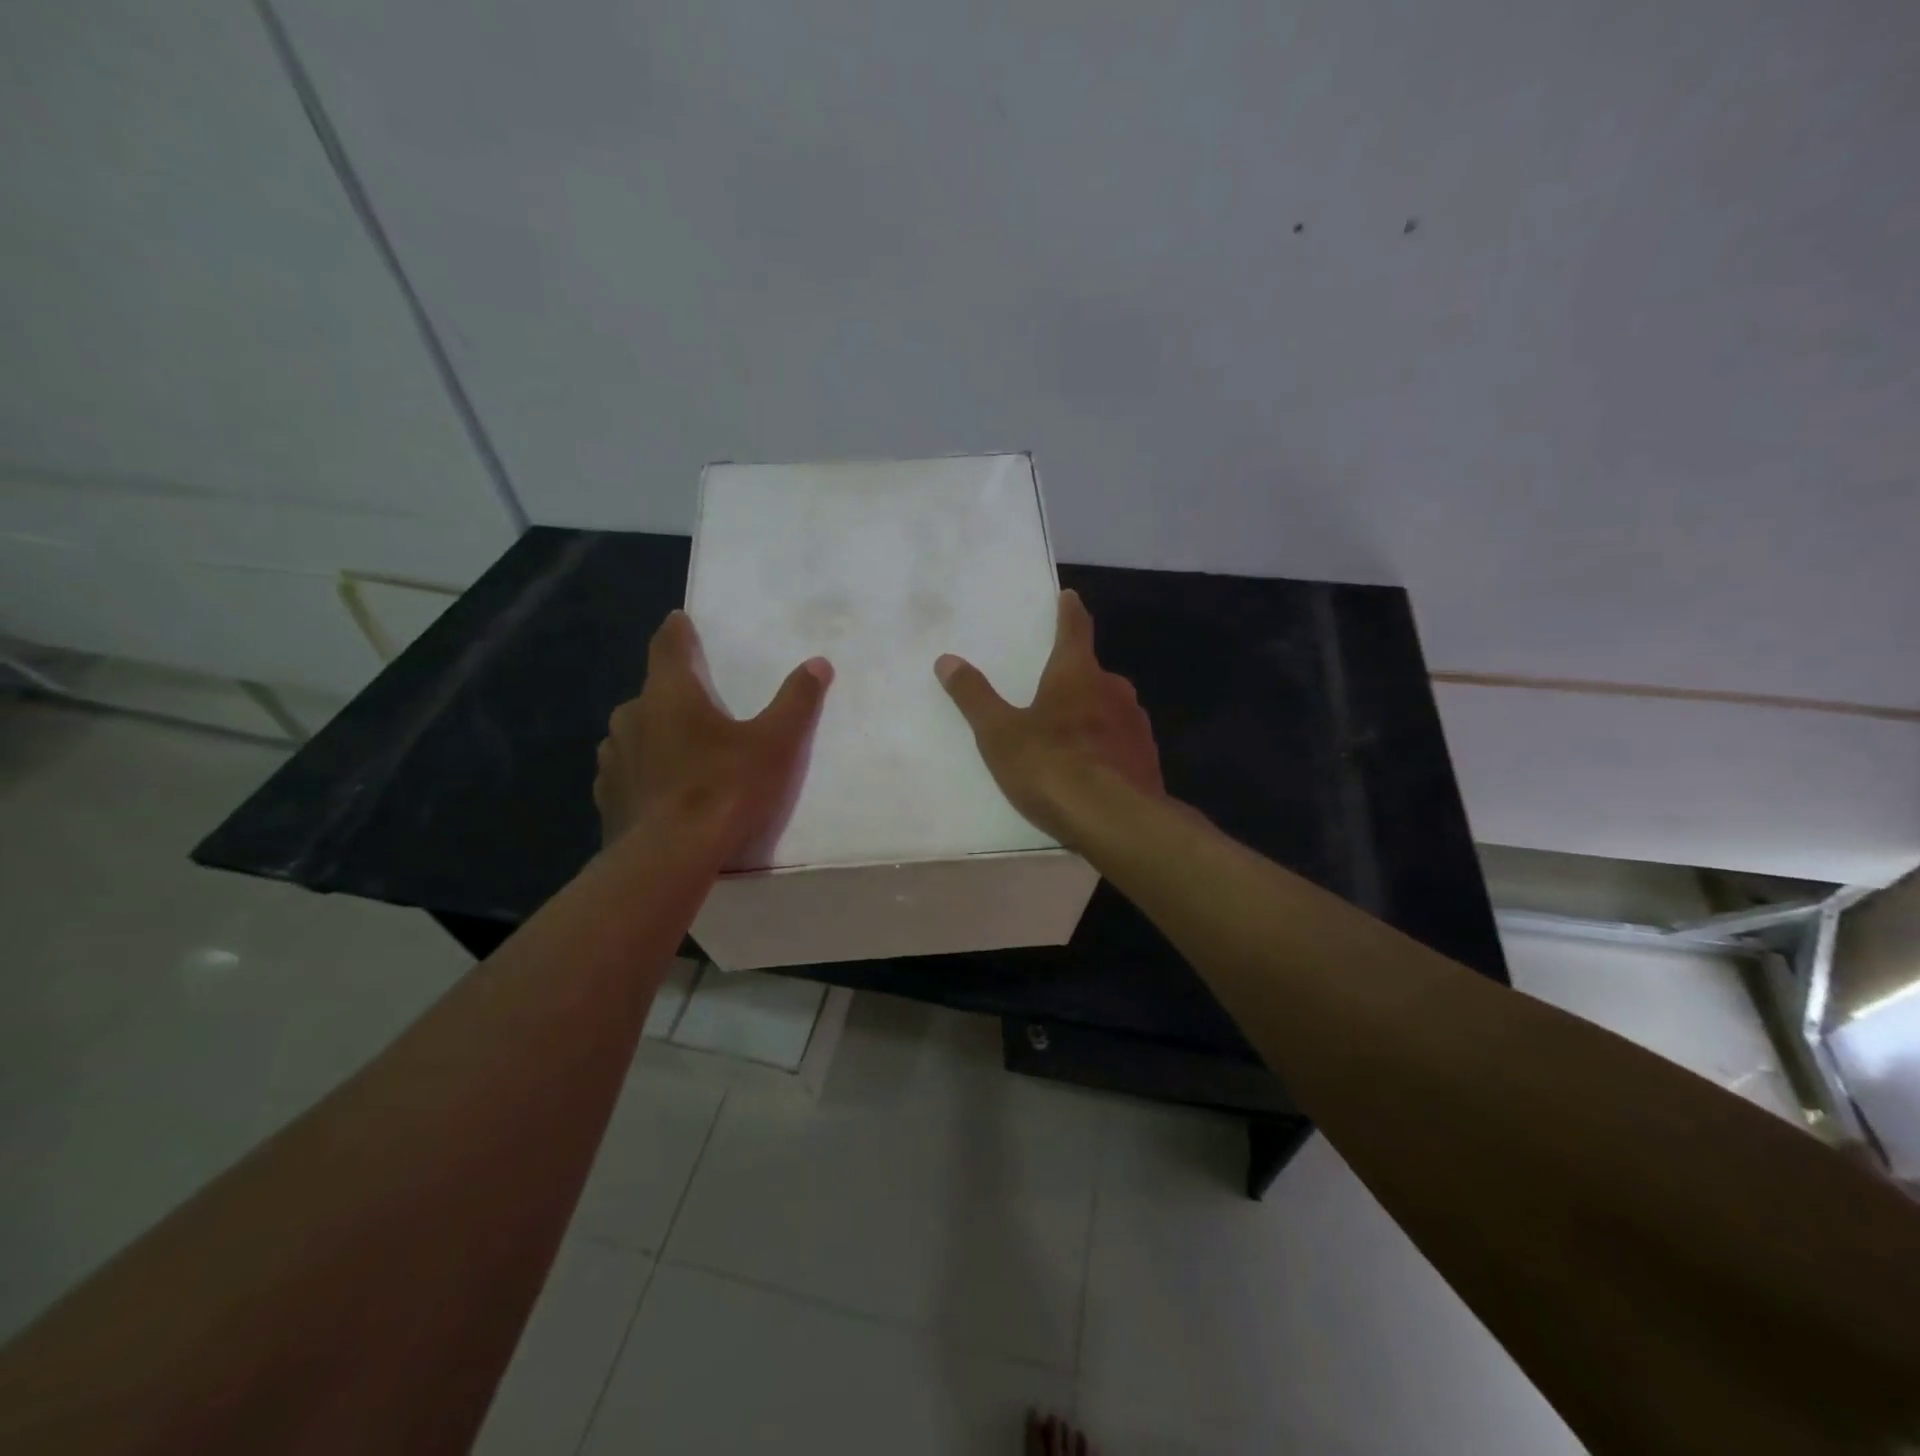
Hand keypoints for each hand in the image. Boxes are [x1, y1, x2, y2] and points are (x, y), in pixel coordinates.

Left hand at [595, 611, 831, 862]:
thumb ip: (797, 701)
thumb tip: (818, 663)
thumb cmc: (724, 787)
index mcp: (669, 695)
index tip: (679, 620)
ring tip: (682, 752)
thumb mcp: (775, 743)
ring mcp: (614, 758)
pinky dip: (644, 772)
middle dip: (672, 694)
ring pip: (635, 733)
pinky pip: (627, 771)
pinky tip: (661, 791)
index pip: (668, 647)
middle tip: (699, 706)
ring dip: (655, 735)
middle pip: (652, 693)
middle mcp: (632, 717)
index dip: (677, 632)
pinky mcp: (607, 796)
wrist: (670, 856)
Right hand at [936, 589, 1161, 844]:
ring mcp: (1135, 725)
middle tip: (1053, 688)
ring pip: (1109, 709)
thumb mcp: (1000, 734)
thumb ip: (974, 697)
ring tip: (1068, 736)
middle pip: (1092, 673)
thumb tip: (947, 660)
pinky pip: (1121, 742)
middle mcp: (1113, 690)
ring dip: (1091, 714)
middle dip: (1075, 677)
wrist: (1115, 820)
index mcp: (1077, 674)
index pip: (1075, 629)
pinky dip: (1105, 746)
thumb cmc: (1051, 766)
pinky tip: (1092, 769)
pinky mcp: (1147, 758)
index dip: (1069, 612)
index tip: (1068, 597)